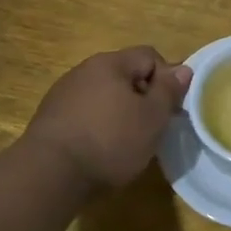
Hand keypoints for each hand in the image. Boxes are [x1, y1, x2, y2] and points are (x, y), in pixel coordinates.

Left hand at [21, 47, 192, 191]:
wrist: (48, 175)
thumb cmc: (109, 141)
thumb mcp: (152, 118)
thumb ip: (169, 91)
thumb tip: (183, 69)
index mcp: (110, 63)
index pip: (149, 56)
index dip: (166, 80)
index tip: (169, 110)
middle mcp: (84, 70)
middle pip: (125, 75)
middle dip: (142, 98)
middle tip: (151, 129)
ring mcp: (62, 94)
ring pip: (104, 96)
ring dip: (119, 113)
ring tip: (125, 144)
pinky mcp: (49, 119)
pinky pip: (84, 114)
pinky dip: (97, 127)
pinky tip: (99, 152)